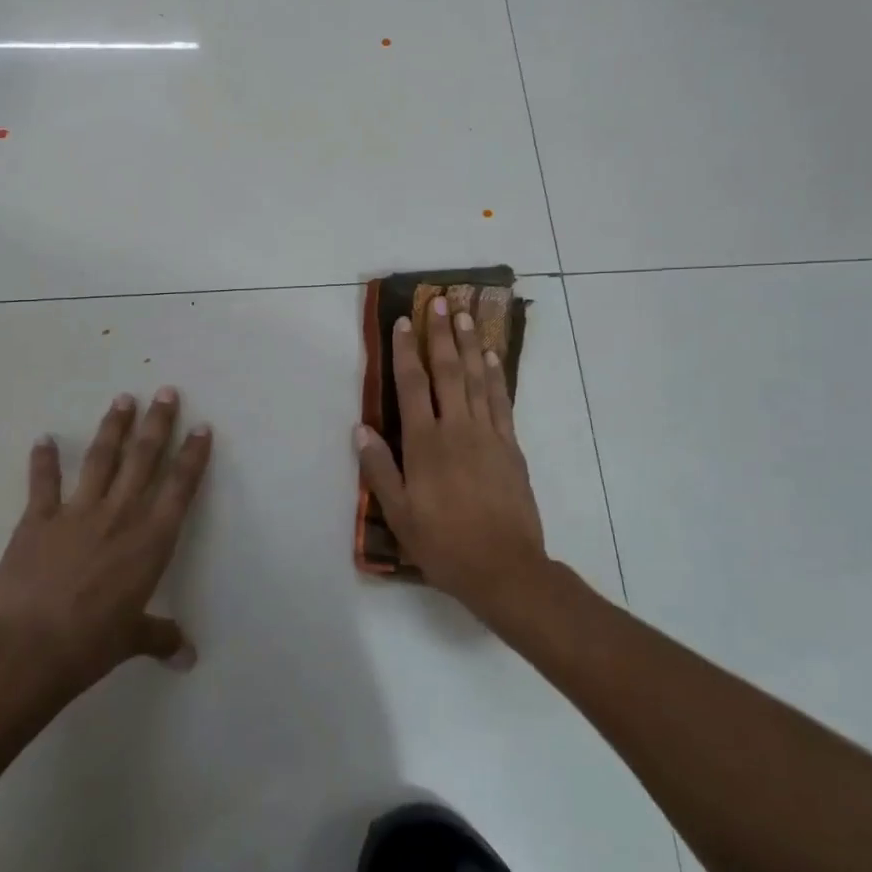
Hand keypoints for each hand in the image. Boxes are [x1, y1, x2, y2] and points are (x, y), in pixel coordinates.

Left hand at [0, 388, 212, 695]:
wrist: (28, 647)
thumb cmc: (91, 644)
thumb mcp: (131, 640)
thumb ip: (160, 637)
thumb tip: (187, 658)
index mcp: (151, 541)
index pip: (180, 488)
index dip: (193, 456)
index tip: (201, 427)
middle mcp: (120, 516)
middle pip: (144, 459)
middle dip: (157, 424)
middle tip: (166, 392)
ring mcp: (77, 513)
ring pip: (102, 460)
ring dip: (113, 428)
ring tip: (123, 399)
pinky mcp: (37, 520)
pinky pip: (44, 483)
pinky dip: (44, 460)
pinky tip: (45, 439)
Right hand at [355, 295, 547, 620]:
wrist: (504, 567)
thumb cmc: (443, 544)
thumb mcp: (399, 514)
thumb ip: (379, 469)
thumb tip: (361, 429)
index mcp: (425, 444)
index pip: (412, 386)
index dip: (405, 352)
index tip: (403, 323)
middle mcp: (457, 429)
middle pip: (447, 372)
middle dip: (441, 336)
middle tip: (438, 304)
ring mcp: (488, 435)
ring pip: (477, 380)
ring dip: (470, 345)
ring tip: (465, 316)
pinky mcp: (511, 447)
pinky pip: (502, 402)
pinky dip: (495, 377)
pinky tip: (491, 358)